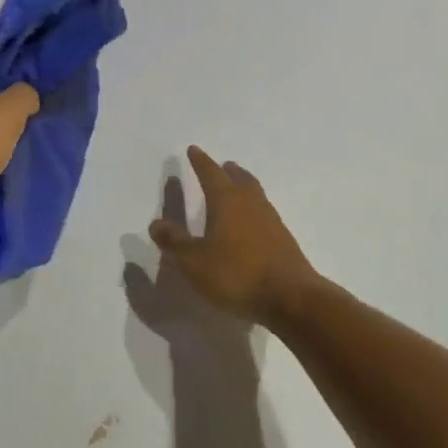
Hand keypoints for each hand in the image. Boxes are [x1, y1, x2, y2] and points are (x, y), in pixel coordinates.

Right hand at [149, 147, 318, 325]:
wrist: (290, 297)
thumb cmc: (236, 274)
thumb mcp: (194, 262)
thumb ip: (175, 242)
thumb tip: (156, 223)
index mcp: (226, 200)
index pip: (211, 173)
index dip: (200, 162)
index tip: (193, 150)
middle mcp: (250, 202)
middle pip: (239, 178)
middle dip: (227, 171)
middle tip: (222, 166)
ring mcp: (270, 219)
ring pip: (254, 193)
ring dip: (244, 185)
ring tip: (237, 188)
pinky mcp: (283, 238)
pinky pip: (264, 212)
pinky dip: (254, 209)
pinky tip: (251, 223)